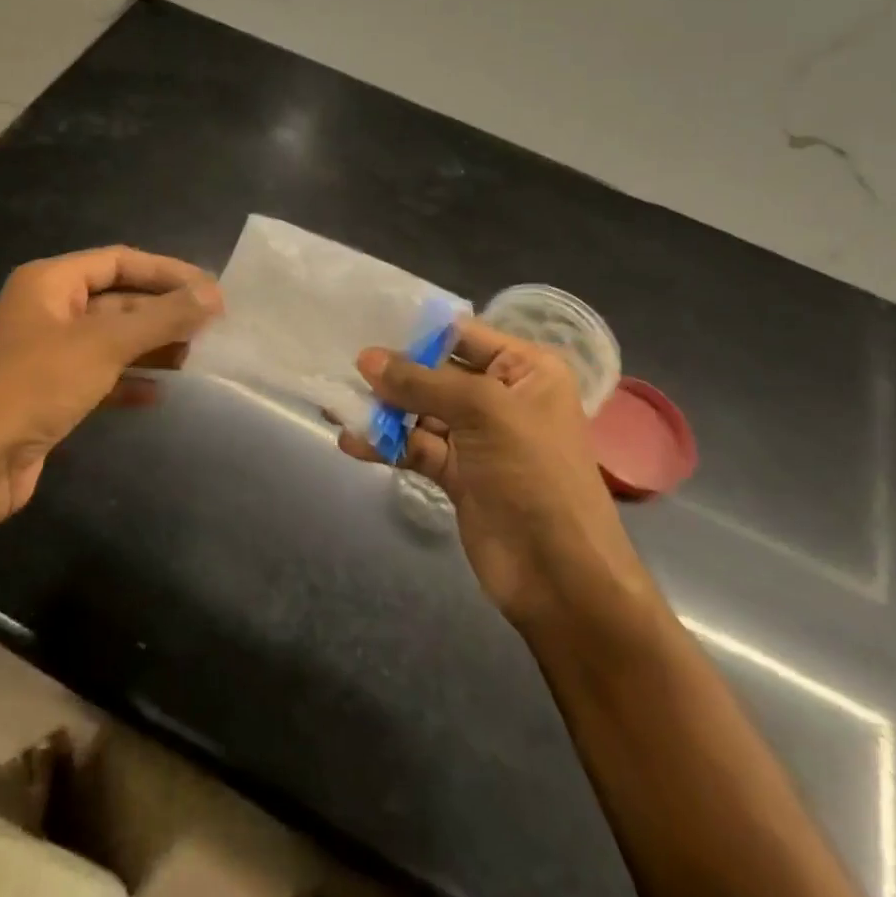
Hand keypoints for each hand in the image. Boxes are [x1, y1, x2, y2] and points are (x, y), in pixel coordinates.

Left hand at [0, 247, 221, 532]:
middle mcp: (48, 310)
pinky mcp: (51, 392)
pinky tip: (159, 394)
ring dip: (151, 346)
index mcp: (50, 282)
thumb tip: (214, 294)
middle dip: (162, 312)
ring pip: (111, 339)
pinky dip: (129, 381)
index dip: (166, 271)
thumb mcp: (105, 343)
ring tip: (194, 357)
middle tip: (211, 326)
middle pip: (118, 300)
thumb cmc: (37, 383)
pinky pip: (100, 376)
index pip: (119, 261)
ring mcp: (48, 353)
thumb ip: (163, 317)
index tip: (210, 289)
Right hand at [337, 318, 649, 629]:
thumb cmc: (534, 474)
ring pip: (420, 411)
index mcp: (524, 368)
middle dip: (391, 372)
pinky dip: (386, 443)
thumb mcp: (483, 412)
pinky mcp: (457, 472)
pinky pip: (415, 446)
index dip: (416, 329)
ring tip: (336, 405)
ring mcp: (477, 437)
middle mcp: (501, 396)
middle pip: (435, 373)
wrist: (559, 576)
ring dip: (382, 410)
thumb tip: (366, 358)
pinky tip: (352, 442)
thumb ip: (422, 382)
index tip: (364, 321)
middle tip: (341, 366)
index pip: (462, 335)